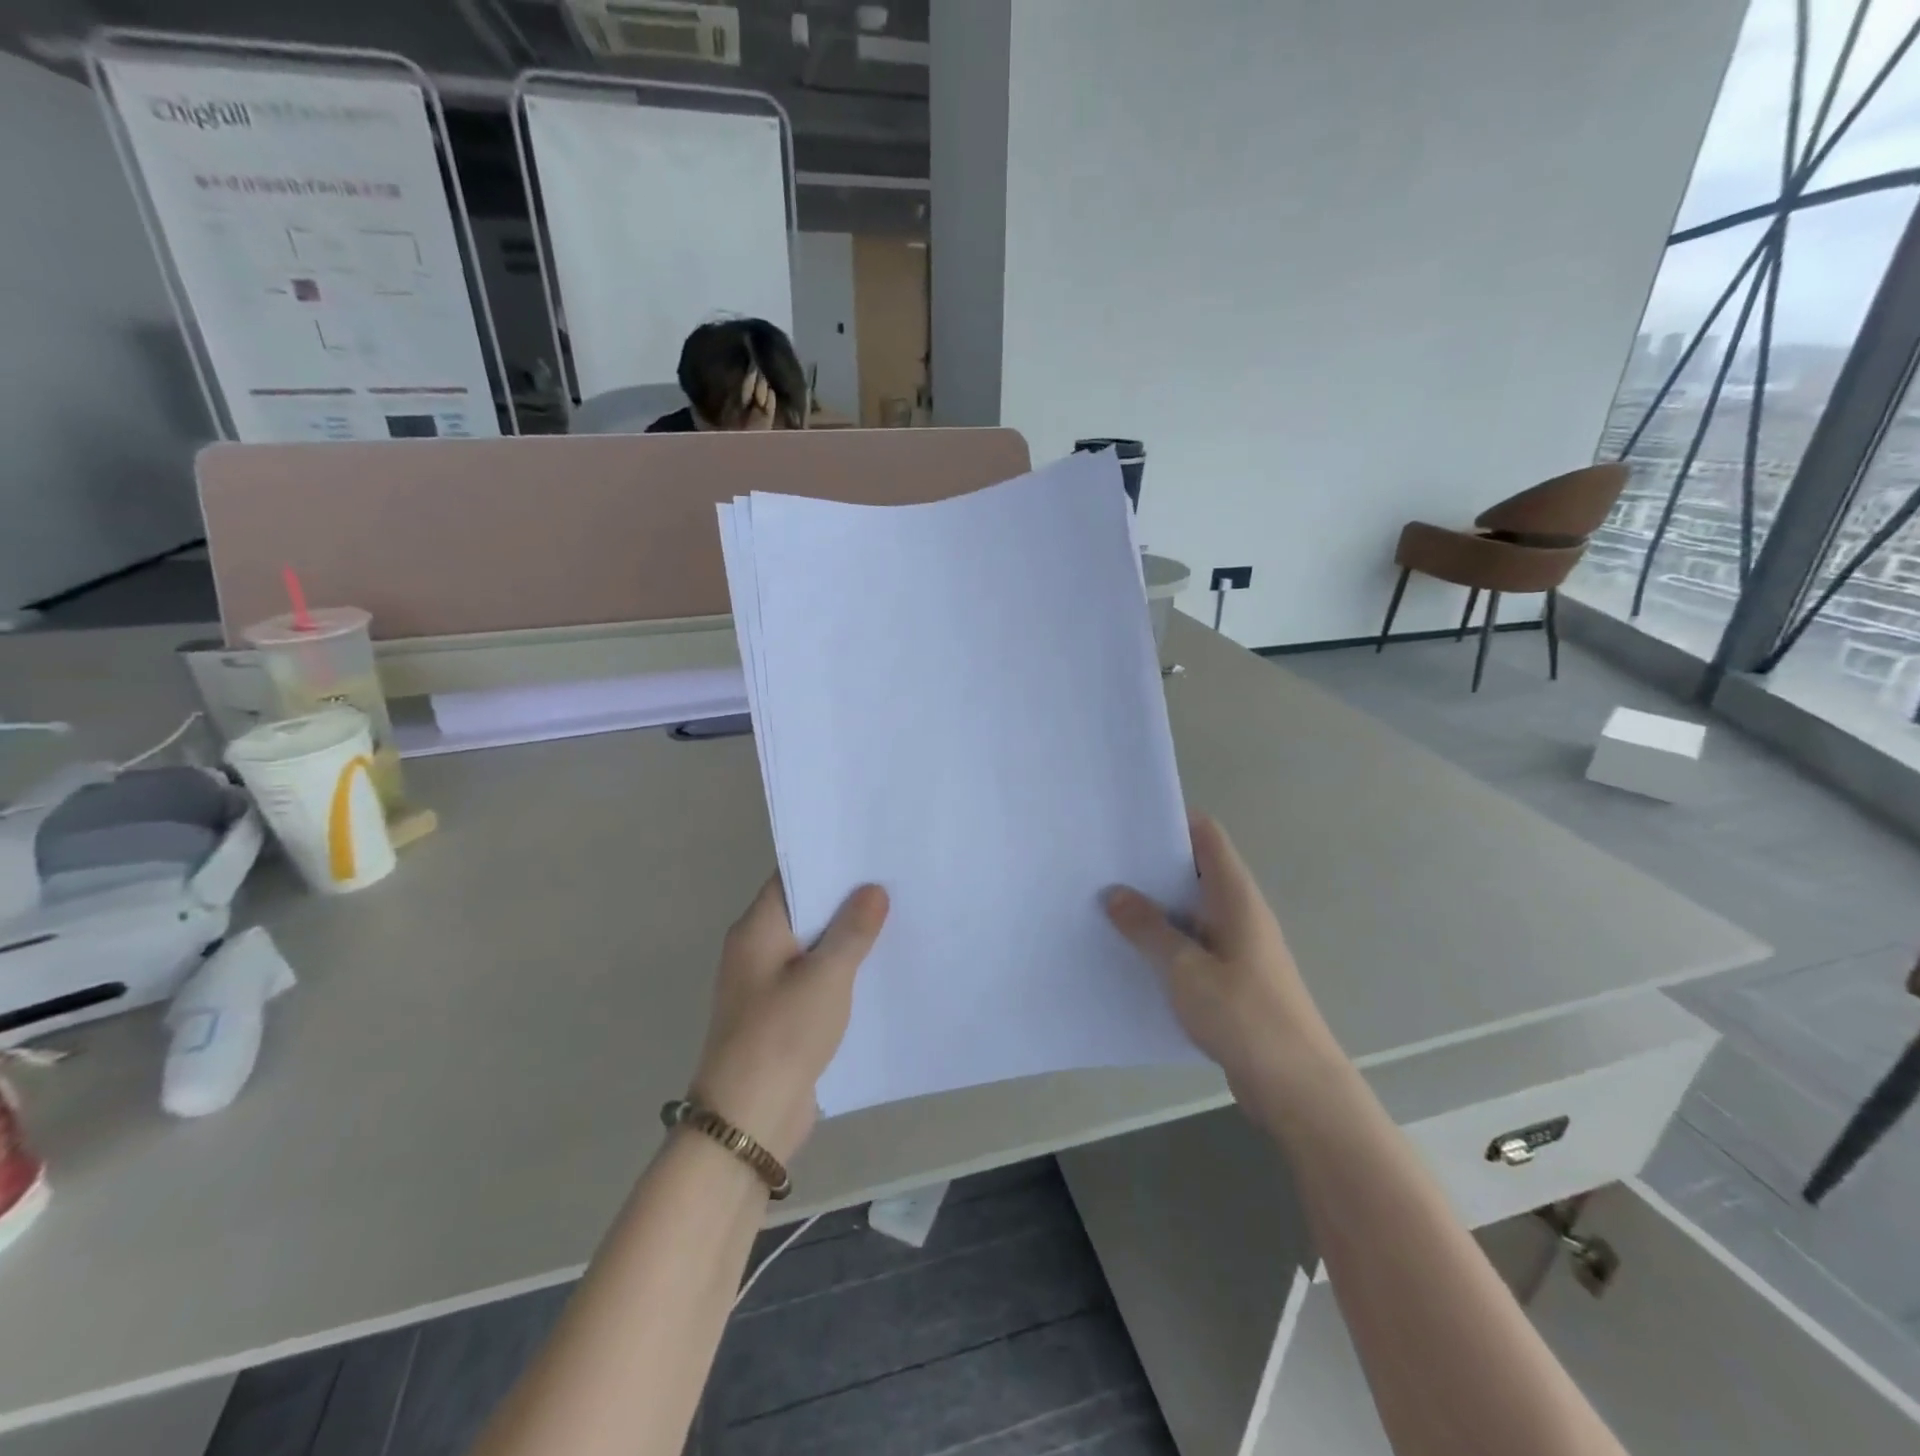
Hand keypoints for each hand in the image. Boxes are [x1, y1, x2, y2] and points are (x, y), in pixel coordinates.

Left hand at [690, 877, 888, 1163]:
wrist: (747, 1121)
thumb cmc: (782, 1035)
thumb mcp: (826, 977)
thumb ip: (852, 931)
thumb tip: (872, 890)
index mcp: (756, 929)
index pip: (792, 878)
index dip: (829, 862)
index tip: (870, 851)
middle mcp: (756, 949)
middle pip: (804, 911)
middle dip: (845, 898)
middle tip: (894, 879)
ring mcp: (766, 984)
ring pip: (812, 946)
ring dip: (846, 936)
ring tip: (896, 916)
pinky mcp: (780, 1014)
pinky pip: (814, 978)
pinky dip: (841, 969)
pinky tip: (877, 967)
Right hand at [1105, 814, 1340, 1096]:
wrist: (1296, 1087)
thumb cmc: (1244, 1016)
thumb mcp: (1185, 969)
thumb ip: (1148, 929)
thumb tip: (1115, 893)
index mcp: (1236, 897)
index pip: (1207, 836)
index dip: (1172, 821)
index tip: (1128, 823)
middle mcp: (1239, 913)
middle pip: (1194, 871)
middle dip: (1152, 866)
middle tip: (1102, 864)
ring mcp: (1237, 947)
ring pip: (1190, 911)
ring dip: (1155, 908)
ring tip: (1105, 905)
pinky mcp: (1231, 979)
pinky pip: (1192, 945)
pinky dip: (1164, 942)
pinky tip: (1131, 953)